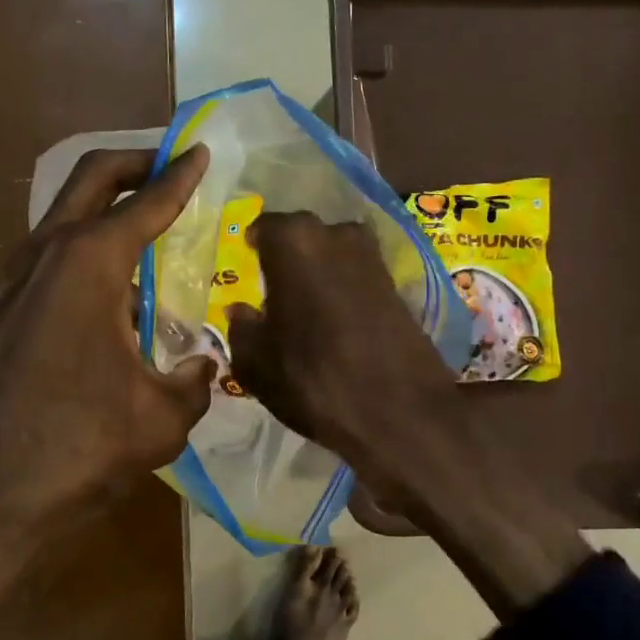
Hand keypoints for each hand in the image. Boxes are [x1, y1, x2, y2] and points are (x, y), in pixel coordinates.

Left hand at [0, 144, 216, 542]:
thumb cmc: (74, 447)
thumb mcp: (160, 419)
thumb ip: (192, 381)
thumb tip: (200, 366)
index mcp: (89, 263)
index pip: (146, 201)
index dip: (179, 175)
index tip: (199, 151)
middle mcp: (43, 255)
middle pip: (89, 180)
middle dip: (132, 164)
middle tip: (167, 167)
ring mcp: (7, 283)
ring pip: (62, 223)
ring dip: (103, 216)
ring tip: (146, 248)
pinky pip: (46, 266)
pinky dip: (81, 262)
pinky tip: (107, 307)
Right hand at [224, 210, 460, 506]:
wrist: (399, 411)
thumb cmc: (313, 380)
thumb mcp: (256, 363)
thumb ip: (242, 328)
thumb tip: (241, 310)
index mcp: (294, 241)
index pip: (265, 227)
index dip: (255, 247)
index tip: (248, 263)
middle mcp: (336, 234)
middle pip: (302, 237)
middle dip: (288, 257)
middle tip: (274, 286)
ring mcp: (373, 256)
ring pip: (333, 254)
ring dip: (319, 272)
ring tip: (305, 305)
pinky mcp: (398, 283)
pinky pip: (357, 275)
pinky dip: (343, 288)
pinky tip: (335, 318)